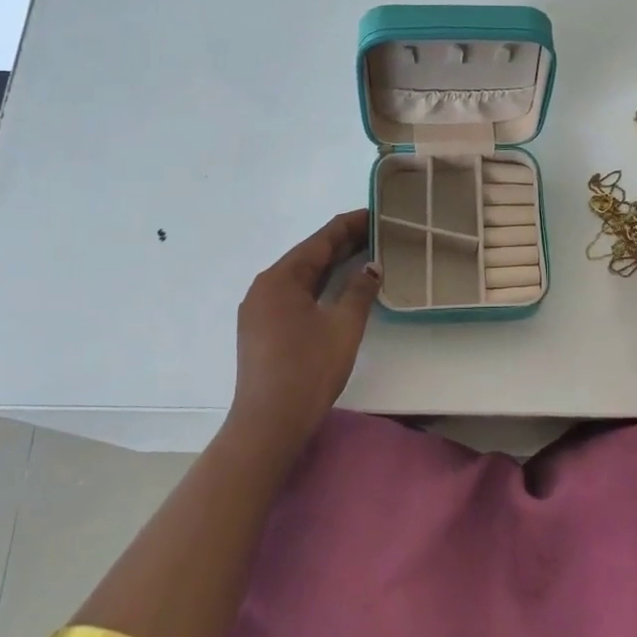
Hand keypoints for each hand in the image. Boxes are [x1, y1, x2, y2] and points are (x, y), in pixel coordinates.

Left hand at [230, 209, 380, 446]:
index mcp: (281, 278)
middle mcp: (264, 286)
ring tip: (363, 255)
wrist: (269, 422)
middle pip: (308, 256)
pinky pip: (292, 294)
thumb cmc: (308, 370)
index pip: (320, 240)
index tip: (375, 213)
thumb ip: (359, 291)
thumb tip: (371, 267)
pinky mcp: (260, 328)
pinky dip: (317, 286)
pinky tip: (337, 288)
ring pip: (300, 276)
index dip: (349, 225)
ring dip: (330, 265)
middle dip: (342, 244)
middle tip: (377, 233)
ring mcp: (258, 308)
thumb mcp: (343, 327)